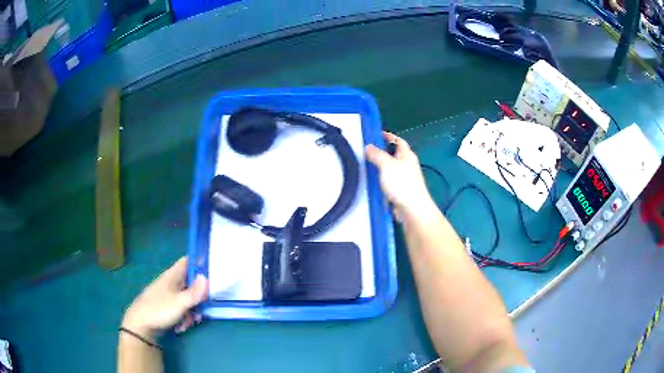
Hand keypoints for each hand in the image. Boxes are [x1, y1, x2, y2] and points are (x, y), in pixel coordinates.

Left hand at [122, 257, 208, 340]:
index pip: (188, 261)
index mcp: (172, 276)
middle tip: (202, 309)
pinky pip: (181, 309)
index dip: (200, 261)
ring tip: (189, 322)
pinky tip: (181, 326)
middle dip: (199, 297)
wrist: (140, 326)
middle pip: (191, 284)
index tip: (214, 268)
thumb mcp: (179, 303)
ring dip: (191, 311)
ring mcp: (168, 296)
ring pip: (187, 299)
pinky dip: (183, 317)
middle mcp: (171, 283)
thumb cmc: (159, 310)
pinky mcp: (166, 307)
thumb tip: (207, 278)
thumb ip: (194, 293)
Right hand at [366, 132, 437, 222]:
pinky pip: (388, 181)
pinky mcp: (400, 191)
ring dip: (379, 167)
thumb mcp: (386, 164)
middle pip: (393, 154)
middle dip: (380, 151)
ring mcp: (405, 178)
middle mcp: (407, 165)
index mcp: (407, 155)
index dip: (387, 136)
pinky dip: (380, 180)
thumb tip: (368, 146)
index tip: (374, 135)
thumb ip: (376, 154)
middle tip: (365, 151)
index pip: (398, 140)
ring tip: (364, 166)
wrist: (412, 209)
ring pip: (390, 168)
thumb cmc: (402, 183)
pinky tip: (370, 182)